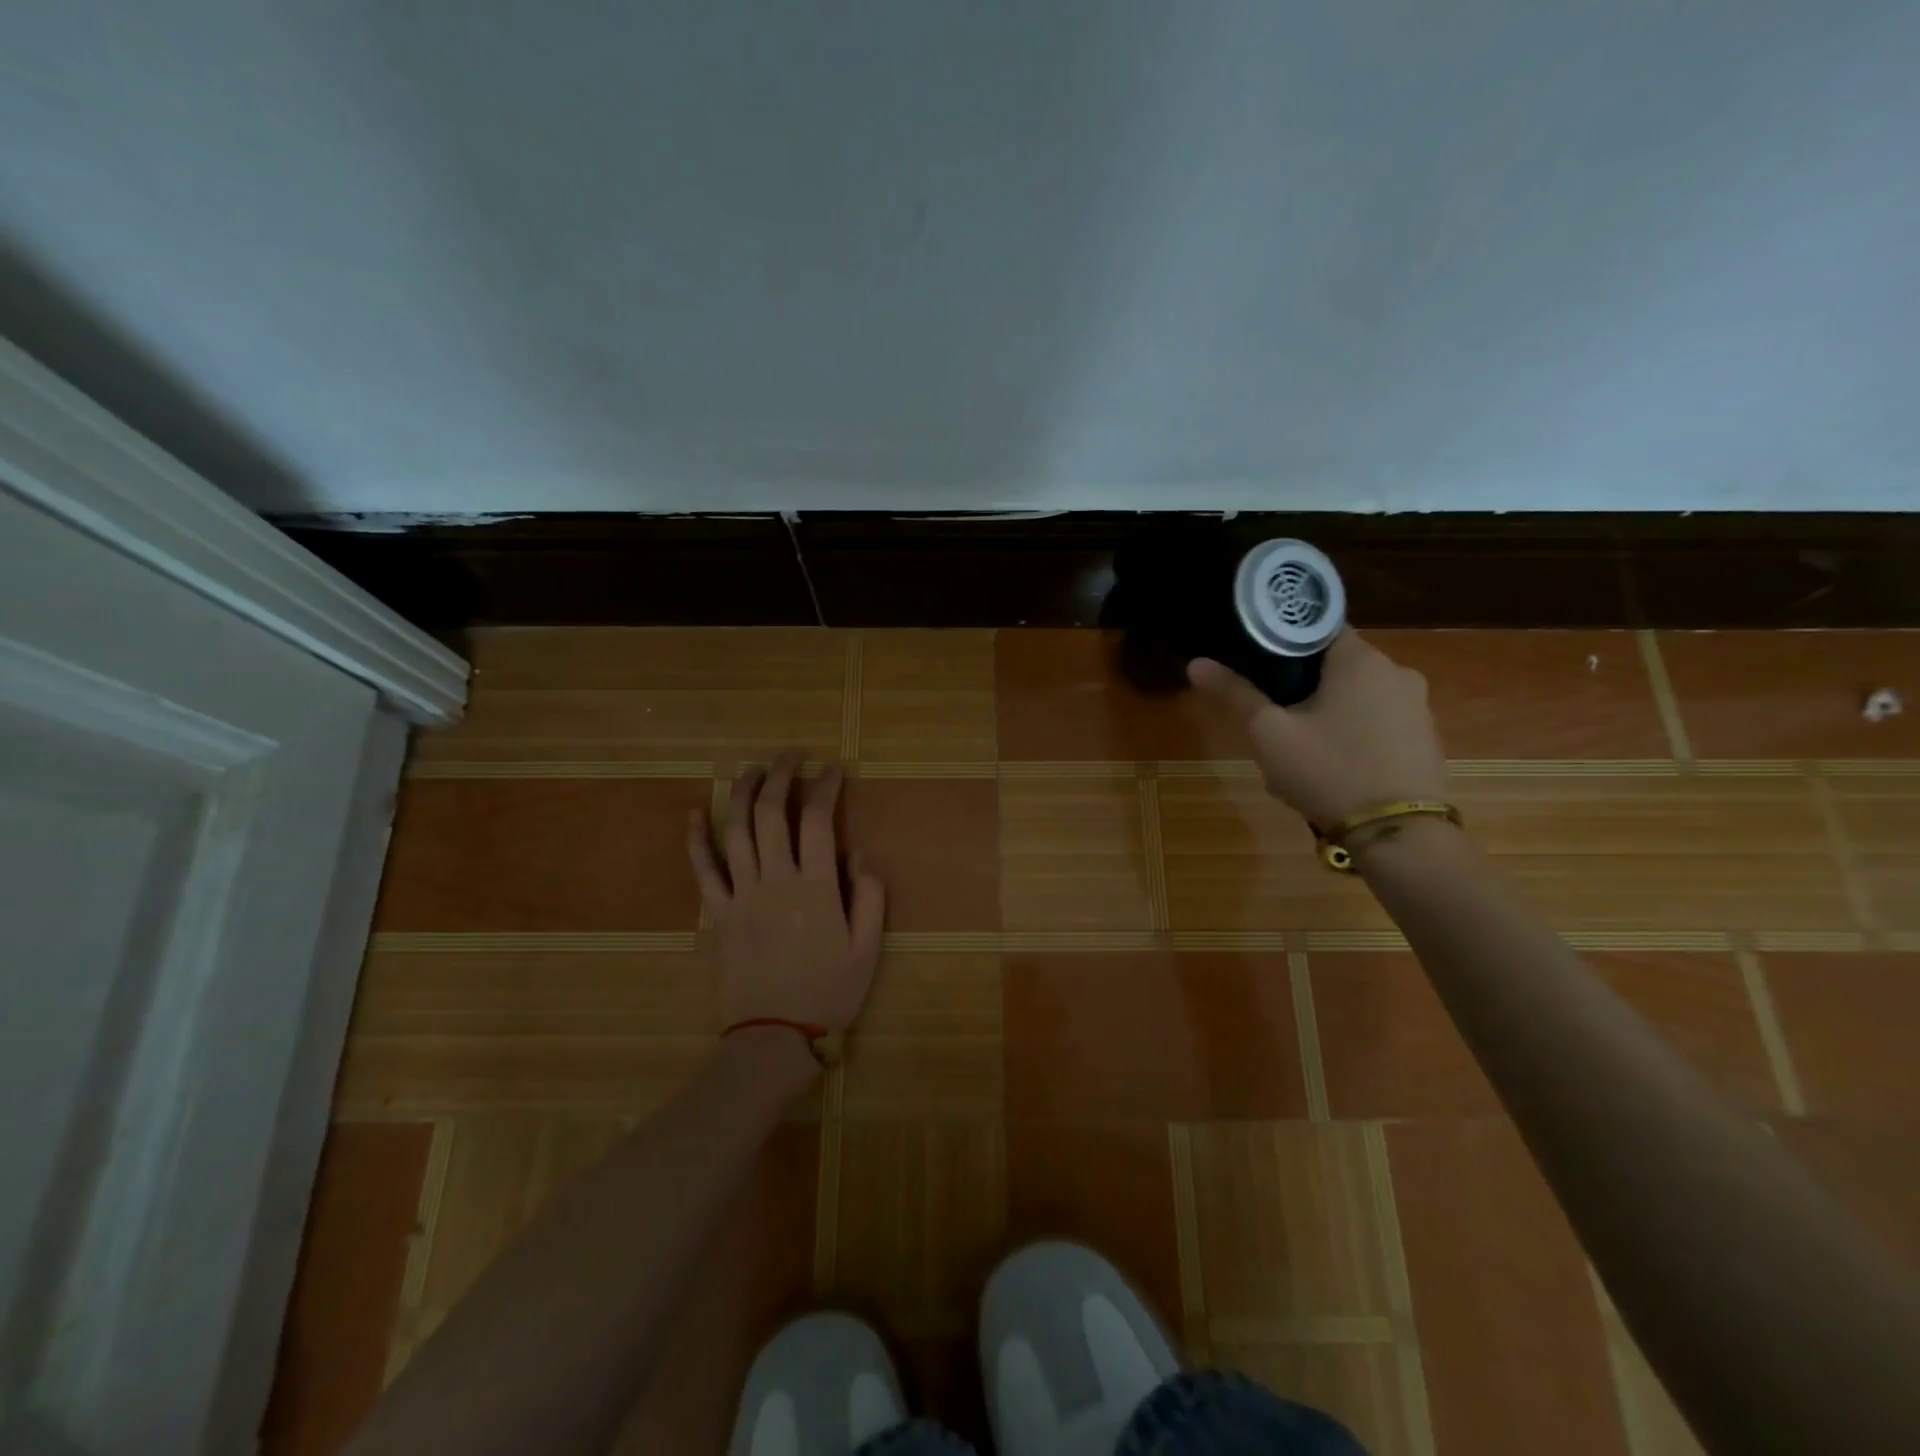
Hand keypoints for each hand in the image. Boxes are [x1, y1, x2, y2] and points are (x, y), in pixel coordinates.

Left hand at [687, 750, 885, 1031]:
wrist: (773, 1037)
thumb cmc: (828, 992)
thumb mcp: (868, 948)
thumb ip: (870, 896)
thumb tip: (859, 854)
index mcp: (816, 887)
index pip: (819, 820)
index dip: (826, 787)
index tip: (834, 769)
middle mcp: (776, 879)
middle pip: (772, 812)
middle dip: (781, 774)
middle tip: (792, 754)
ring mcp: (741, 894)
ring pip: (736, 830)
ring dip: (743, 792)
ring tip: (753, 768)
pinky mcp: (717, 912)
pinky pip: (703, 868)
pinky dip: (697, 838)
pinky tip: (696, 812)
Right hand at [1189, 630, 1447, 826]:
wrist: (1401, 836)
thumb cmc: (1329, 771)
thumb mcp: (1269, 733)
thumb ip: (1235, 694)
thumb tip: (1196, 663)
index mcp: (1361, 659)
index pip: (1316, 628)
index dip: (1282, 644)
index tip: (1257, 668)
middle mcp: (1397, 672)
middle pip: (1334, 667)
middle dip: (1301, 690)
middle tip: (1272, 723)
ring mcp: (1418, 708)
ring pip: (1355, 699)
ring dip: (1325, 717)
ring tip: (1297, 755)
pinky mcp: (1426, 740)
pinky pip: (1377, 726)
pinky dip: (1351, 738)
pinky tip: (1332, 771)